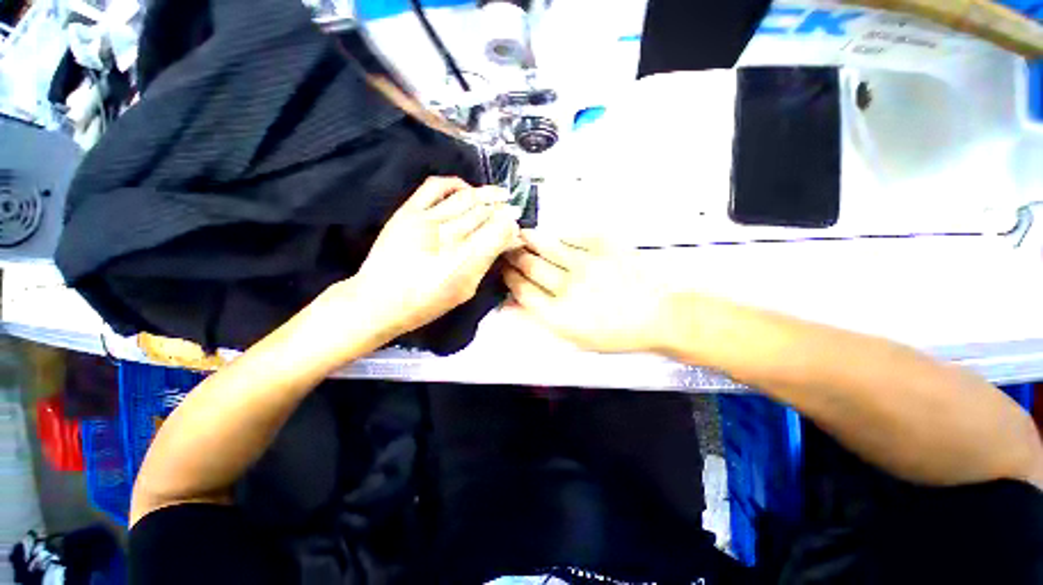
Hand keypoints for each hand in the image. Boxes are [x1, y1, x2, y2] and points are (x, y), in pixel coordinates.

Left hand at [346, 177, 520, 340]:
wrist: (378, 301)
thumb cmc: (427, 303)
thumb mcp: (465, 289)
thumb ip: (487, 262)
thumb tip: (509, 241)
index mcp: (465, 261)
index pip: (498, 232)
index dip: (511, 226)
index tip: (517, 227)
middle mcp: (448, 236)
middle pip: (485, 213)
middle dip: (504, 210)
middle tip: (514, 209)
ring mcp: (426, 220)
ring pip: (466, 198)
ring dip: (487, 194)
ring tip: (501, 194)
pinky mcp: (408, 211)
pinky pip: (435, 187)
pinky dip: (455, 183)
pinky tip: (467, 189)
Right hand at [503, 230, 671, 352]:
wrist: (660, 315)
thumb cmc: (616, 334)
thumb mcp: (574, 338)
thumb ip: (540, 322)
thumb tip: (508, 308)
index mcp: (560, 315)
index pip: (522, 291)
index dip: (509, 278)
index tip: (504, 271)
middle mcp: (568, 287)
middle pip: (530, 266)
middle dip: (514, 257)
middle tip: (507, 250)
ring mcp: (586, 263)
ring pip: (546, 246)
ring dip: (529, 240)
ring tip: (519, 234)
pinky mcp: (603, 246)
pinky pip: (572, 236)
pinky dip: (558, 236)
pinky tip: (552, 236)